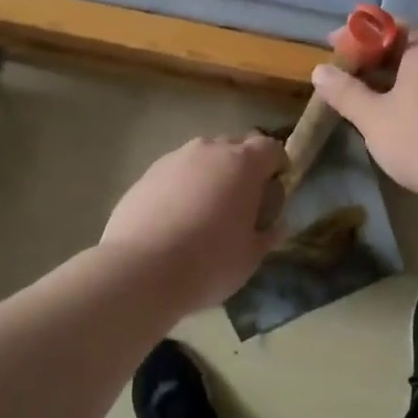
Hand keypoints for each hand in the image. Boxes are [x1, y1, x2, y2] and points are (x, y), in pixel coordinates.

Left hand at [100, 135, 285, 308]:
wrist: (140, 271)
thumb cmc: (209, 262)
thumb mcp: (250, 256)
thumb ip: (268, 235)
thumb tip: (277, 226)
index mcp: (243, 163)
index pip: (271, 148)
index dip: (277, 167)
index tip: (273, 194)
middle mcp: (209, 150)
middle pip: (236, 146)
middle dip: (244, 168)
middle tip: (242, 203)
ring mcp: (174, 159)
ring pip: (203, 158)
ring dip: (211, 175)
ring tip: (206, 212)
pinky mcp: (146, 174)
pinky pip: (176, 173)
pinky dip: (183, 187)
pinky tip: (176, 219)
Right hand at [308, 28, 417, 209]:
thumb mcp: (374, 118)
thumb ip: (344, 91)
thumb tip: (319, 70)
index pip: (383, 26)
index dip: (353, 36)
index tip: (329, 48)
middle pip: (403, 44)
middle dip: (370, 58)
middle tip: (343, 75)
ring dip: (390, 76)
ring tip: (363, 95)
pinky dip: (412, 89)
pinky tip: (397, 111)